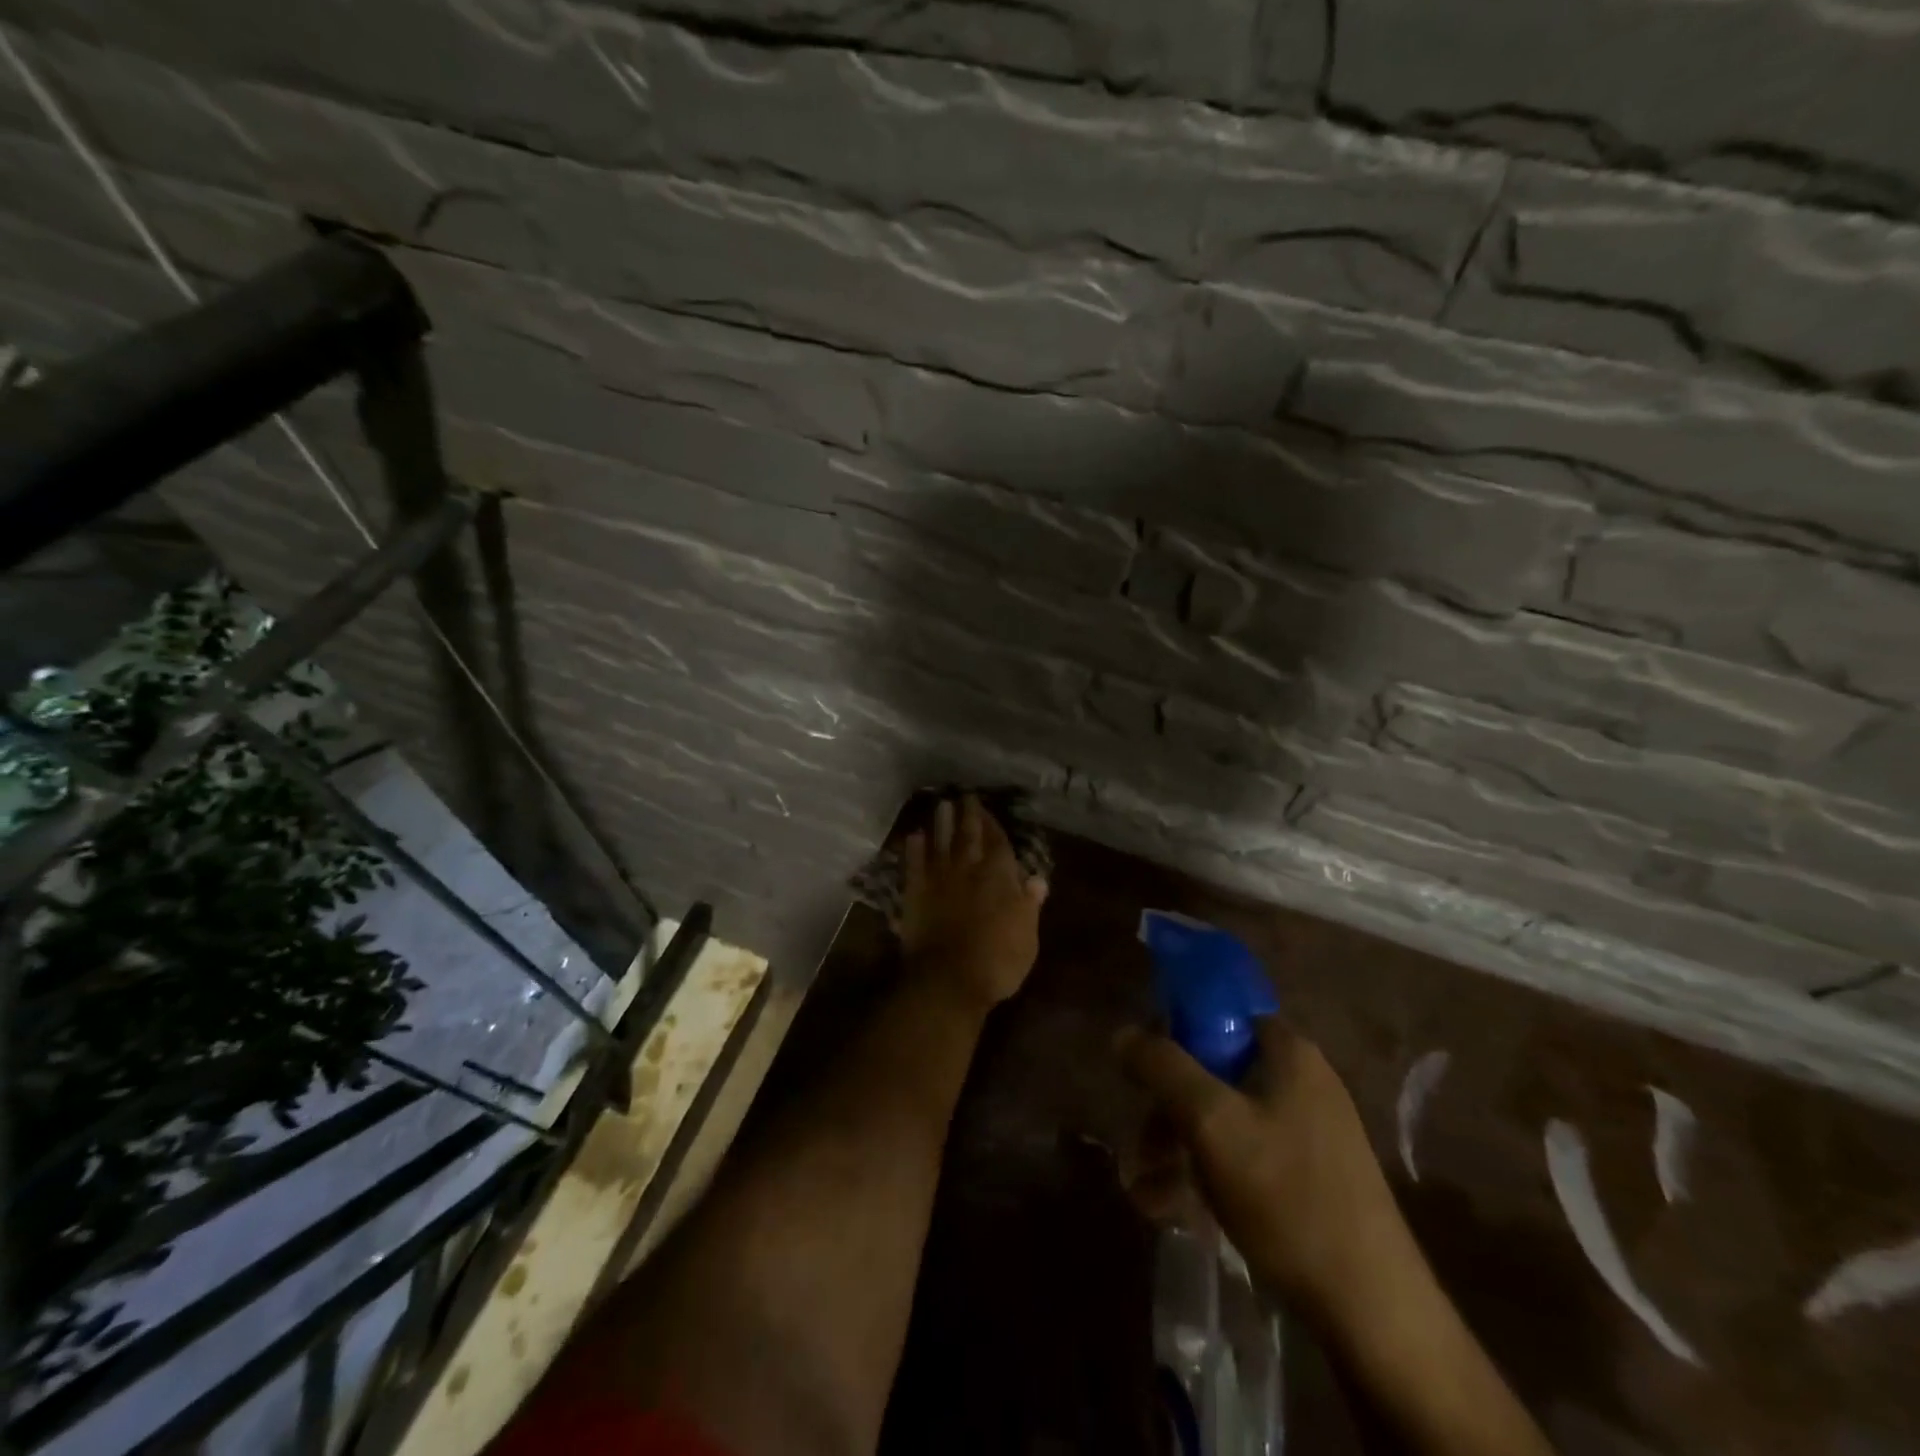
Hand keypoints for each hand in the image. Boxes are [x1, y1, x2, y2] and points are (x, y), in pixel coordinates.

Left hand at [895, 795, 1048, 1014]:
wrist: (948, 979)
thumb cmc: (997, 961)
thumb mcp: (1027, 936)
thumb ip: (1029, 904)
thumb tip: (1036, 879)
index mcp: (999, 877)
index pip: (998, 843)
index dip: (993, 824)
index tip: (988, 809)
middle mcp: (969, 870)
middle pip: (969, 836)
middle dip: (968, 814)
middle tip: (964, 795)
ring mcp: (939, 879)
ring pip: (941, 842)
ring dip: (941, 823)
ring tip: (942, 804)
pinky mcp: (915, 894)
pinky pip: (914, 864)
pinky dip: (914, 849)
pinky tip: (914, 836)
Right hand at [1120, 1018, 1413, 1324]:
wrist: (1374, 1312)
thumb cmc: (1288, 1197)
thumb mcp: (1211, 1123)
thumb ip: (1163, 1068)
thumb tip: (1123, 1033)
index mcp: (1288, 1052)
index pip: (1218, 1014)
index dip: (1174, 1034)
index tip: (1143, 1073)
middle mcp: (1302, 1080)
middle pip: (1215, 1071)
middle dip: (1169, 1109)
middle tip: (1141, 1149)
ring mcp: (1310, 1130)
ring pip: (1225, 1119)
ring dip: (1180, 1148)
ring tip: (1147, 1192)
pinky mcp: (1311, 1176)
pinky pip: (1245, 1156)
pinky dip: (1208, 1174)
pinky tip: (1176, 1211)